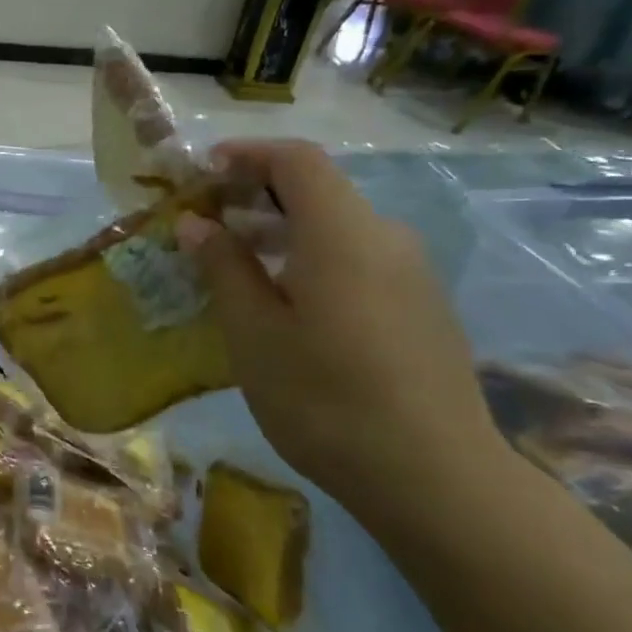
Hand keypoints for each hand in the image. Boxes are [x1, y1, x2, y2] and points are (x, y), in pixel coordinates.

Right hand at [178, 139, 507, 514]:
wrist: (435, 478)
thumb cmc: (324, 398)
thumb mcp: (253, 331)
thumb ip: (223, 266)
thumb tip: (196, 222)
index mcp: (342, 233)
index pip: (296, 160)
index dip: (246, 154)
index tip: (201, 172)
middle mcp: (385, 238)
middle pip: (319, 190)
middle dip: (256, 193)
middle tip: (207, 221)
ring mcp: (411, 273)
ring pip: (338, 226)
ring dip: (282, 228)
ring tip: (235, 262)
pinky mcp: (421, 306)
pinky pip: (358, 257)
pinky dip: (312, 256)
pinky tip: (285, 301)